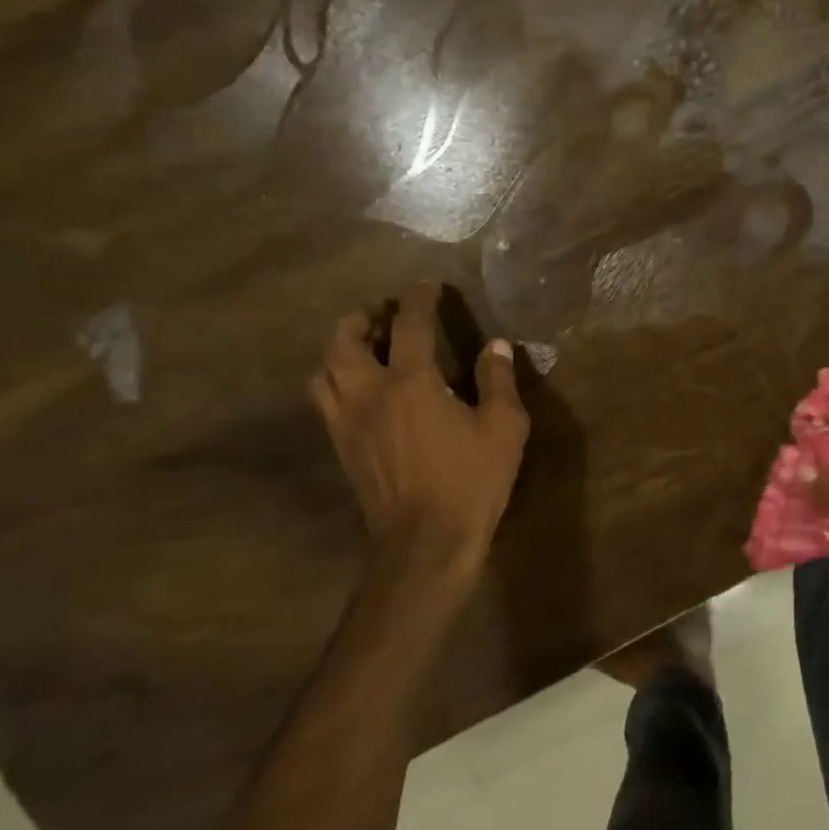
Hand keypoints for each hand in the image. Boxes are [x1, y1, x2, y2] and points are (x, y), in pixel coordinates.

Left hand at [310, 284, 528, 600]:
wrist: (424, 543)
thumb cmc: (470, 481)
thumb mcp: (503, 428)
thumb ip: (498, 381)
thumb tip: (496, 346)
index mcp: (411, 383)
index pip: (409, 325)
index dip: (419, 299)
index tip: (429, 286)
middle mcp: (369, 393)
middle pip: (345, 341)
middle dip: (362, 318)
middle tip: (382, 314)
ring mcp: (347, 422)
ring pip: (325, 370)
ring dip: (340, 348)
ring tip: (363, 346)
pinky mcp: (341, 447)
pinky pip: (325, 400)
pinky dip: (336, 380)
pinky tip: (359, 389)